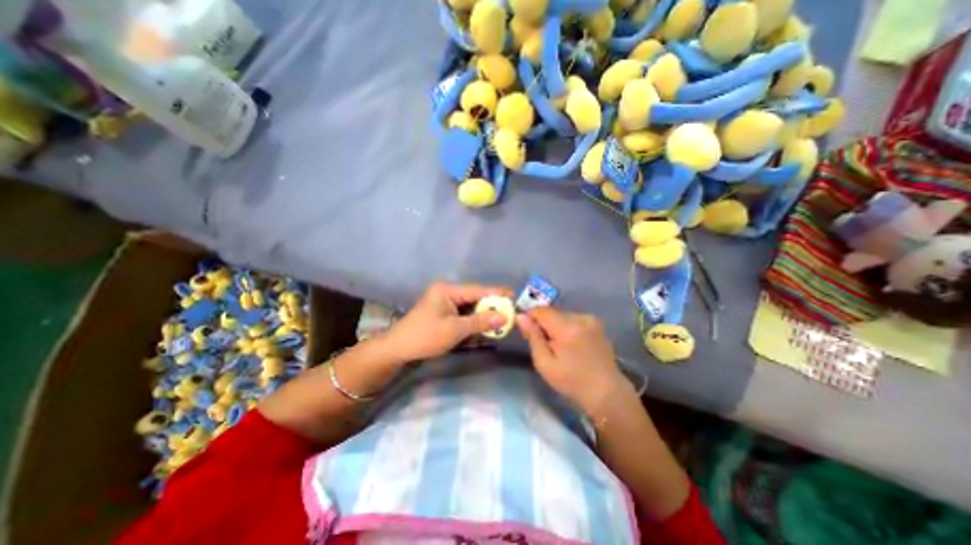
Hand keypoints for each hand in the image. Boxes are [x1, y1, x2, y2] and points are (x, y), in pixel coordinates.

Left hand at [382, 283, 509, 364]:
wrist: (398, 349)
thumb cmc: (425, 337)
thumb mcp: (455, 329)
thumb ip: (481, 322)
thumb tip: (504, 317)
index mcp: (448, 290)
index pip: (478, 290)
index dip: (496, 294)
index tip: (514, 296)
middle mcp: (447, 292)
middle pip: (475, 297)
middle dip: (491, 306)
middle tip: (510, 312)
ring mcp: (445, 302)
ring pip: (471, 307)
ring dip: (484, 314)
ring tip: (501, 320)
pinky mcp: (444, 313)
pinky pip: (464, 314)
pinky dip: (474, 320)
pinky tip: (485, 326)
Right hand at [516, 306, 630, 417]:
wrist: (606, 392)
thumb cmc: (571, 382)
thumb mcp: (545, 363)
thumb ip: (533, 337)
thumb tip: (521, 316)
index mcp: (567, 328)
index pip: (541, 310)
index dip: (530, 317)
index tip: (526, 330)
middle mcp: (580, 318)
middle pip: (552, 312)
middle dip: (543, 323)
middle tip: (541, 343)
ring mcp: (591, 320)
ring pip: (563, 315)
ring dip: (555, 325)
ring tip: (557, 346)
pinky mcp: (597, 324)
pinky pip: (574, 319)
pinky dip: (567, 327)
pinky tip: (570, 345)